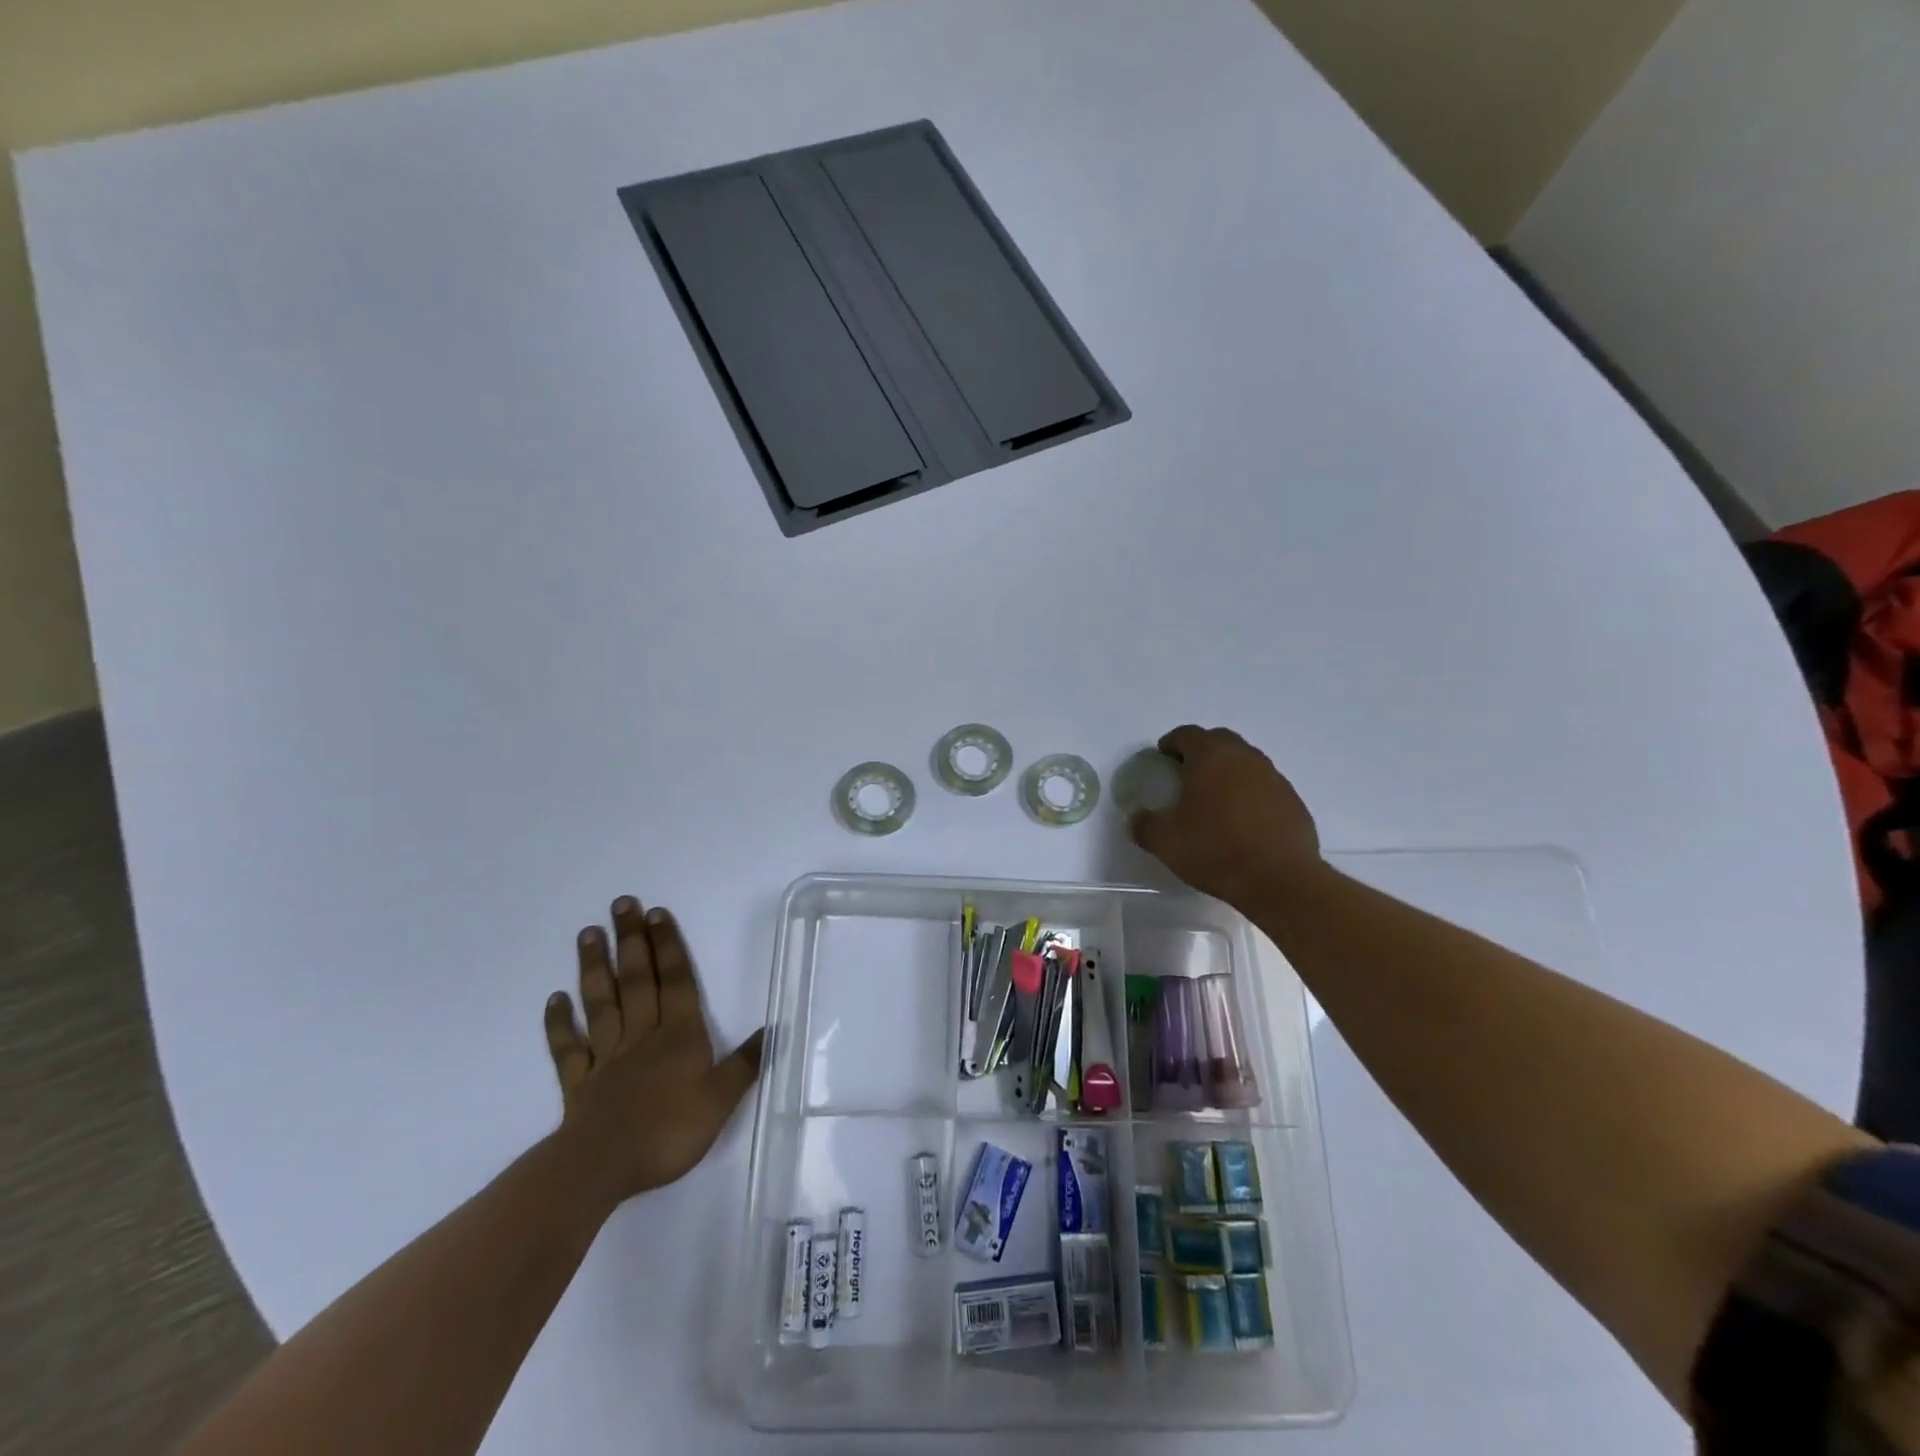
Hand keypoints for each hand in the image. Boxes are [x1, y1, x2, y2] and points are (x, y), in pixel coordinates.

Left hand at [543, 896, 763, 1211]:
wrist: (603, 1167)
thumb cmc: (669, 1130)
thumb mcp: (722, 1099)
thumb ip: (745, 1063)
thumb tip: (774, 1029)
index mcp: (679, 1035)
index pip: (675, 981)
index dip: (668, 947)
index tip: (657, 914)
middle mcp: (642, 1035)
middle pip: (636, 980)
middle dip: (631, 941)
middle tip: (621, 904)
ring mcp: (606, 1057)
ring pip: (601, 1003)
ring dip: (594, 968)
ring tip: (589, 934)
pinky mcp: (578, 1083)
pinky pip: (568, 1047)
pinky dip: (559, 1023)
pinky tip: (555, 999)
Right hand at [1130, 725, 1324, 907]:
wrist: (1280, 880)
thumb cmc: (1216, 851)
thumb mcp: (1165, 842)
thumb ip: (1145, 825)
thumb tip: (1139, 819)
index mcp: (1211, 757)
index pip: (1187, 734)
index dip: (1170, 744)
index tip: (1161, 761)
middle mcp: (1244, 757)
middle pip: (1219, 740)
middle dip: (1200, 752)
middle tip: (1186, 776)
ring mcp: (1274, 777)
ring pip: (1245, 762)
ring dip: (1227, 772)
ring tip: (1214, 801)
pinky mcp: (1293, 800)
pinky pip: (1264, 786)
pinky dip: (1250, 794)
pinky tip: (1242, 822)